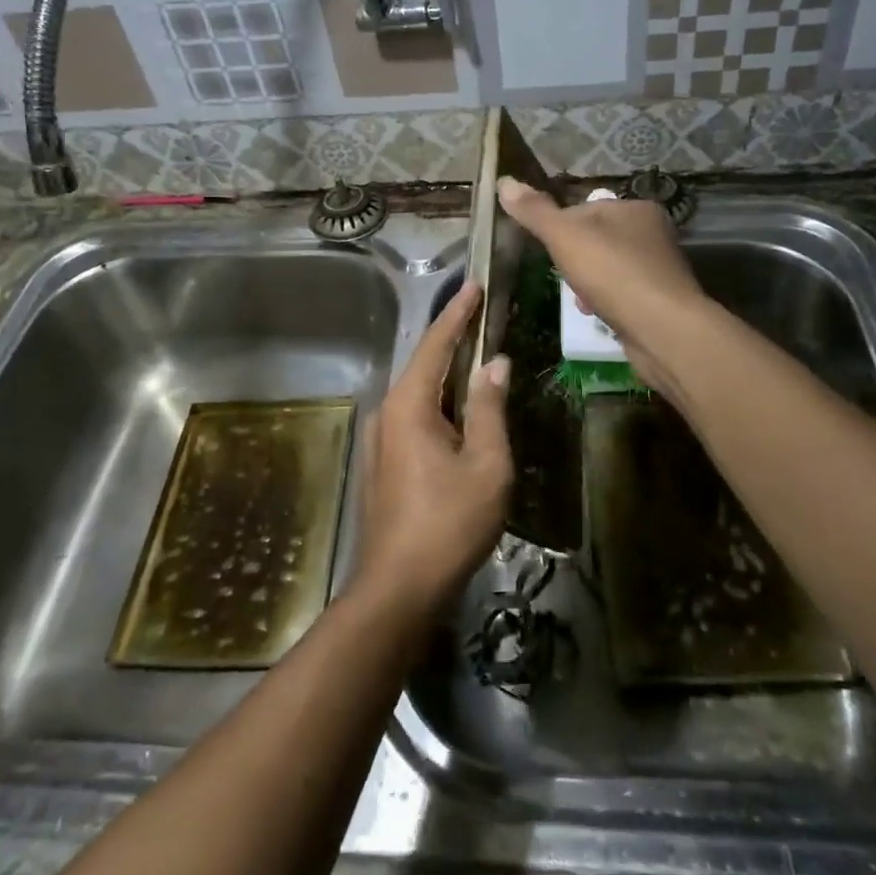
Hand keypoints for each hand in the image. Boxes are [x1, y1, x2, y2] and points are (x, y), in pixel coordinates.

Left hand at [352, 281, 510, 617]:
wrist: (397, 589)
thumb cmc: (448, 523)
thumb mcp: (485, 464)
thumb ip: (489, 408)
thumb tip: (495, 364)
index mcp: (409, 404)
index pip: (436, 344)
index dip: (458, 313)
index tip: (474, 286)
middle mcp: (387, 412)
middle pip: (425, 364)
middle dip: (453, 340)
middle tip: (483, 316)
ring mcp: (380, 438)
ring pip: (419, 393)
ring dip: (448, 374)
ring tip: (478, 358)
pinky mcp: (383, 462)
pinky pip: (415, 416)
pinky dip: (440, 402)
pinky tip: (460, 410)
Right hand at [496, 176, 707, 395]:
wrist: (662, 330)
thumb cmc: (613, 273)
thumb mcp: (565, 236)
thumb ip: (535, 211)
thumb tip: (504, 181)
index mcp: (636, 208)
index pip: (587, 208)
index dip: (562, 227)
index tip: (549, 248)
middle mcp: (653, 233)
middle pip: (597, 240)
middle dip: (575, 259)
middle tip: (562, 276)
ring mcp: (659, 269)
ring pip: (608, 269)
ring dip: (588, 284)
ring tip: (578, 300)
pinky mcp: (661, 301)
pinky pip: (622, 295)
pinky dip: (605, 303)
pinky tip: (595, 316)